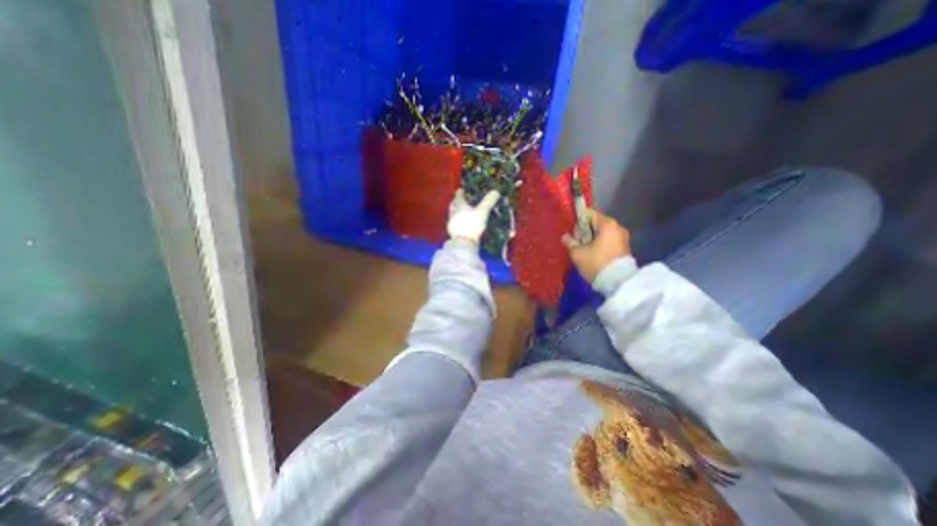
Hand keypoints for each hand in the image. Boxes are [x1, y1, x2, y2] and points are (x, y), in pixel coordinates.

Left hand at [447, 190, 501, 244]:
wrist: (463, 243)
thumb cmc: (472, 225)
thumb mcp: (482, 212)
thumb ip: (489, 202)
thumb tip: (496, 191)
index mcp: (459, 206)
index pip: (458, 197)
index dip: (460, 193)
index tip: (461, 190)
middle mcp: (453, 214)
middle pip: (453, 206)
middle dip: (456, 202)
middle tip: (458, 200)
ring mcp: (452, 224)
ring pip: (452, 215)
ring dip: (456, 213)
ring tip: (461, 213)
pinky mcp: (453, 234)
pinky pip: (454, 225)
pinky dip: (457, 223)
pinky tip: (461, 226)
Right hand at [558, 210, 632, 283]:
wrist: (618, 283)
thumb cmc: (596, 263)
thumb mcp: (577, 253)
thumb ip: (570, 242)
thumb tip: (565, 236)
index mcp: (607, 224)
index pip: (589, 214)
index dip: (577, 220)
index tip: (571, 231)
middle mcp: (618, 227)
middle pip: (596, 223)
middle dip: (584, 231)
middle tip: (576, 243)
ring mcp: (623, 238)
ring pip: (602, 233)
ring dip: (591, 239)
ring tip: (583, 250)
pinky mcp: (625, 248)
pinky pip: (608, 240)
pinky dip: (599, 244)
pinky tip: (592, 254)